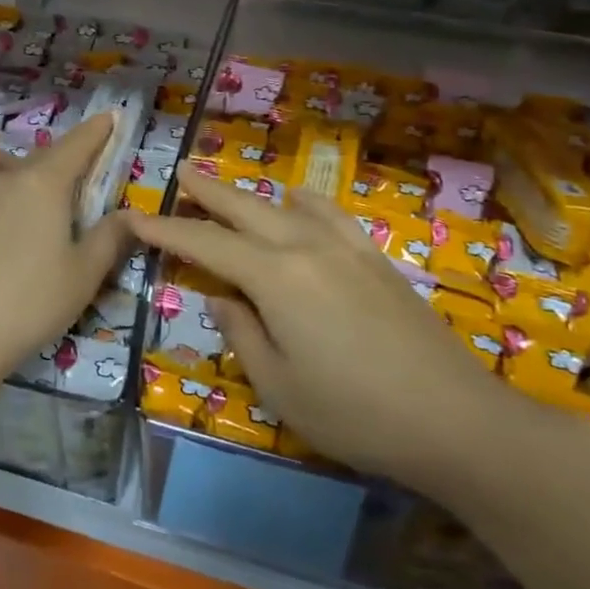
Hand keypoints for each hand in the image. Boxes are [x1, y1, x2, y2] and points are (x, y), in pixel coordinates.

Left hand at [0, 113, 130, 386]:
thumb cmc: (29, 305)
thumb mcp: (83, 276)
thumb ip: (110, 239)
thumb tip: (133, 213)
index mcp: (43, 186)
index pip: (76, 146)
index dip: (96, 130)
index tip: (109, 116)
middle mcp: (1, 178)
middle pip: (33, 157)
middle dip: (53, 161)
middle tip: (63, 186)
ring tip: (7, 191)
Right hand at [127, 167, 528, 499]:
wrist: (453, 417)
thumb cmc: (354, 412)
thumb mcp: (278, 385)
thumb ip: (241, 334)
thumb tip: (221, 298)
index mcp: (275, 276)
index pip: (206, 243)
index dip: (167, 229)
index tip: (136, 217)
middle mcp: (306, 246)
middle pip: (245, 207)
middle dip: (207, 190)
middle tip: (180, 171)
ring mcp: (345, 247)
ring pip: (285, 204)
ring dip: (251, 193)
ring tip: (229, 187)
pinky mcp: (374, 258)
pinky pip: (328, 213)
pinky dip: (303, 201)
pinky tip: (298, 201)